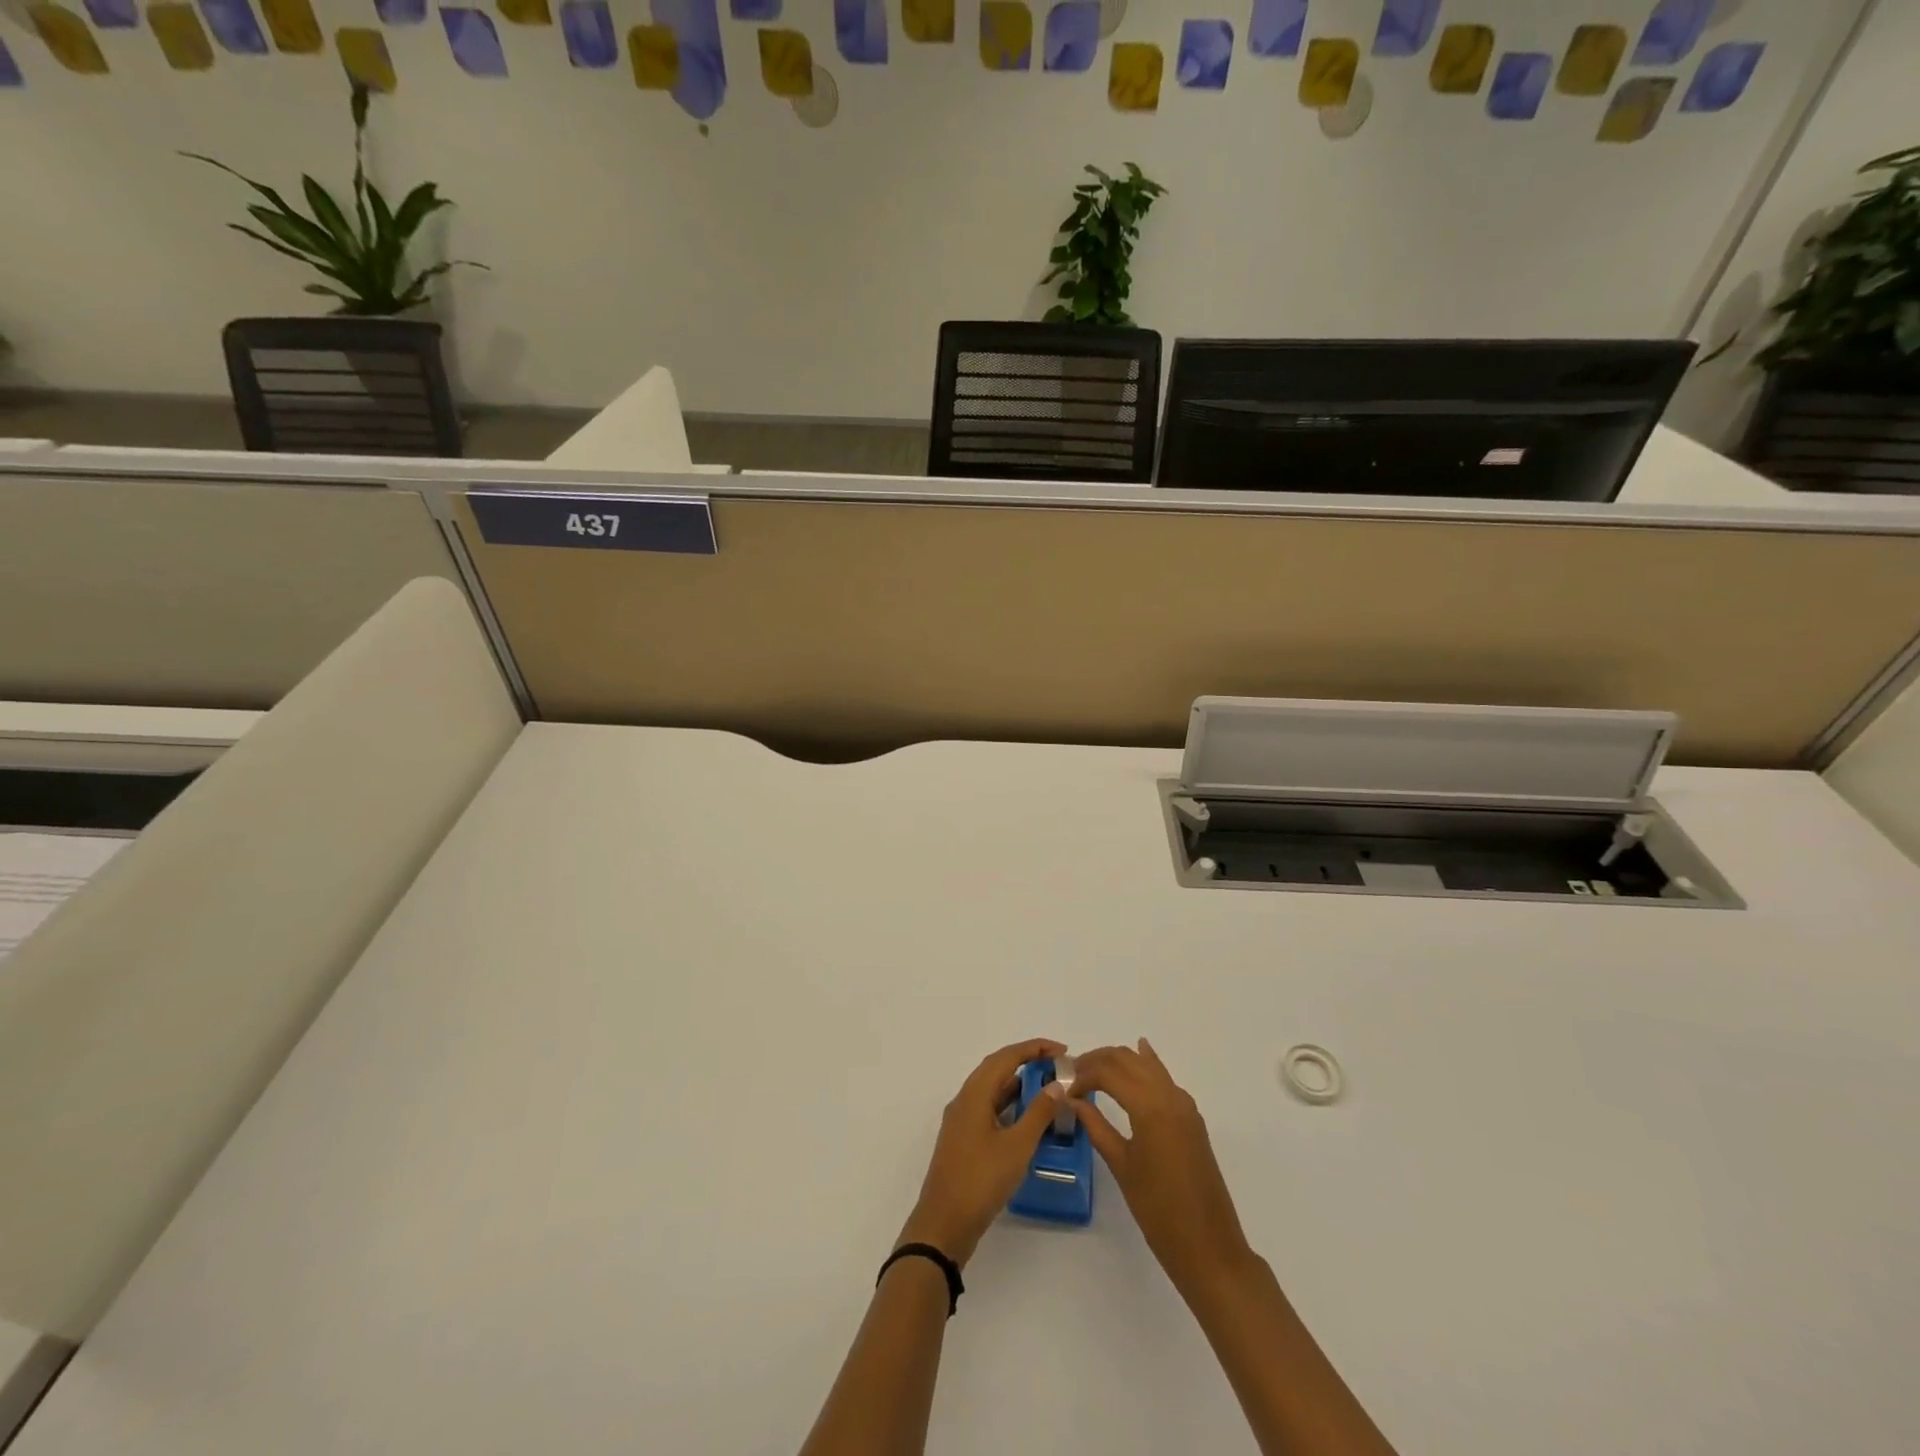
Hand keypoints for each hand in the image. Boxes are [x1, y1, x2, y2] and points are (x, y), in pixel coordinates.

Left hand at [897, 1038, 1066, 1267]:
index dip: (1034, 1048)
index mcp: (974, 1093)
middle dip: (1027, 1061)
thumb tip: (1056, 1084)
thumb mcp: (1017, 1146)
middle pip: (997, 1068)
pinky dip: (1010, 1105)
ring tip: (1048, 1088)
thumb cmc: (981, 1180)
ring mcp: (962, 1120)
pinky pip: (989, 1108)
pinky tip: (1028, 1118)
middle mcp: (965, 1099)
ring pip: (992, 1089)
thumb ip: (1038, 1112)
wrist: (944, 1224)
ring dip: (1018, 1084)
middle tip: (1057, 1065)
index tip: (1062, 1050)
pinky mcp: (964, 1139)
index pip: (1006, 1057)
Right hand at [1070, 1039, 1255, 1296]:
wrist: (1209, 1247)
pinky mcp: (1191, 1117)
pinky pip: (1164, 1078)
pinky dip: (1147, 1065)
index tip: (1063, 1088)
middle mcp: (1169, 1095)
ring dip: (1119, 1061)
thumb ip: (1096, 1127)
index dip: (1081, 1074)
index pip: (1108, 1071)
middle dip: (1097, 1061)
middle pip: (1126, 1059)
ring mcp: (1184, 1104)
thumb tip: (1072, 1099)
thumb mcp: (1122, 1167)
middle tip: (1073, 1076)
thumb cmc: (1159, 1211)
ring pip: (1146, 1064)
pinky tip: (1139, 1055)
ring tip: (1093, 1072)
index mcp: (1150, 1106)